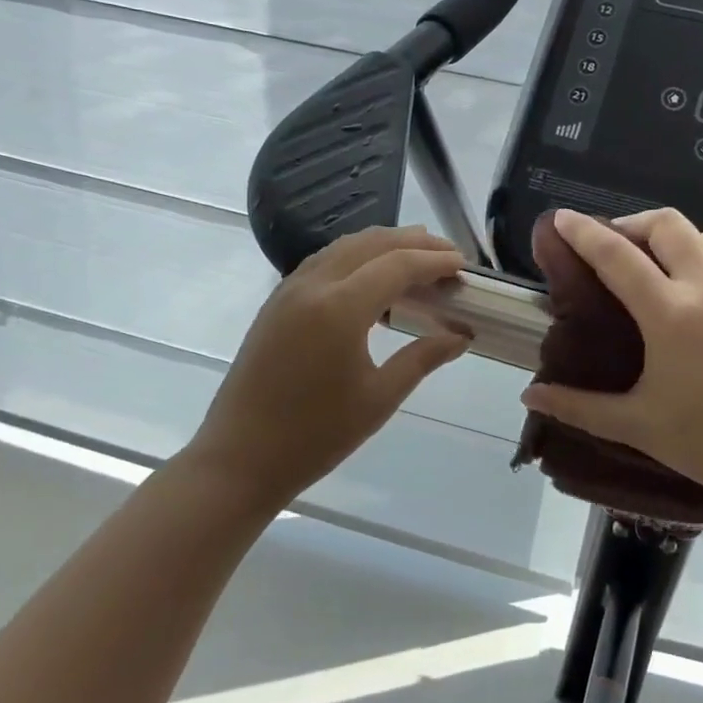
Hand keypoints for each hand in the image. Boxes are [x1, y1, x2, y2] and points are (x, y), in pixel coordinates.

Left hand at [188, 226, 469, 512]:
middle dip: (414, 243)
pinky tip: (371, 277)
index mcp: (340, 308)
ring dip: (384, 245)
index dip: (434, 260)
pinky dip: (356, 257)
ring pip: (345, 246)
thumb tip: (461, 336)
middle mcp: (314, 285)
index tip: (463, 264)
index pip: (398, 265)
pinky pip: (324, 261)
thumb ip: (423, 358)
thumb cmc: (315, 436)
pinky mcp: (277, 301)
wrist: (239, 459)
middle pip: (372, 244)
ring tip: (416, 257)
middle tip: (447, 255)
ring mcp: (290, 289)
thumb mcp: (379, 398)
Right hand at [519, 209, 702, 516]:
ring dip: (676, 240)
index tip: (563, 217)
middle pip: (666, 224)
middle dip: (633, 223)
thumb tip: (530, 396)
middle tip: (616, 246)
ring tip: (664, 267)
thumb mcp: (639, 425)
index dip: (584, 232)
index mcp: (671, 314)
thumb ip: (579, 407)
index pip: (616, 255)